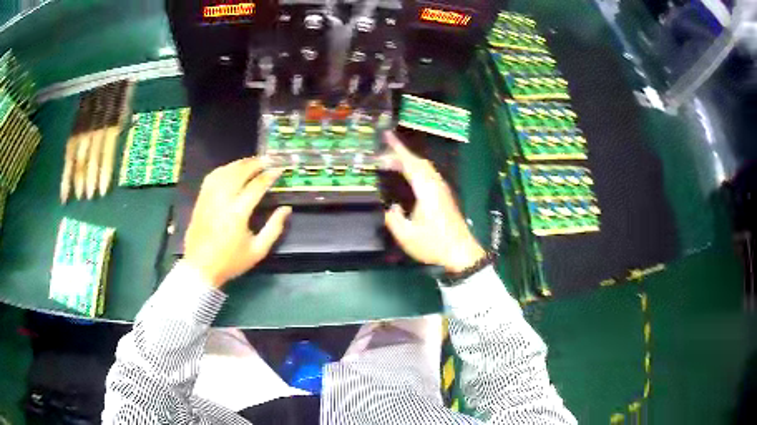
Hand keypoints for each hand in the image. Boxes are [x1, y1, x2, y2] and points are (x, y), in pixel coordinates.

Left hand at [184, 158, 291, 287]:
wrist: (200, 267)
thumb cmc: (231, 261)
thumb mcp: (258, 250)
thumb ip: (274, 228)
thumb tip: (286, 209)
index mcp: (237, 213)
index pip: (256, 186)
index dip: (269, 176)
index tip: (279, 169)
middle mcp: (222, 200)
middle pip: (239, 172)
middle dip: (255, 163)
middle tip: (267, 160)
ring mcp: (209, 197)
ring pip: (225, 171)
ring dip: (240, 163)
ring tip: (252, 162)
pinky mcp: (201, 199)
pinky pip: (212, 177)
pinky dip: (224, 169)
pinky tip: (231, 170)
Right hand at [383, 132, 485, 272]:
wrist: (461, 252)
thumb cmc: (434, 244)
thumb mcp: (407, 236)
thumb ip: (394, 219)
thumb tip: (392, 207)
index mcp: (426, 190)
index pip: (410, 163)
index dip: (397, 149)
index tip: (386, 135)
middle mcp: (436, 185)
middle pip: (419, 162)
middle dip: (400, 155)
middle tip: (382, 155)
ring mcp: (442, 190)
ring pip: (425, 168)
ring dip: (409, 162)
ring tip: (392, 164)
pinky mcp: (445, 197)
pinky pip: (428, 175)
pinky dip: (415, 170)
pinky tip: (409, 179)